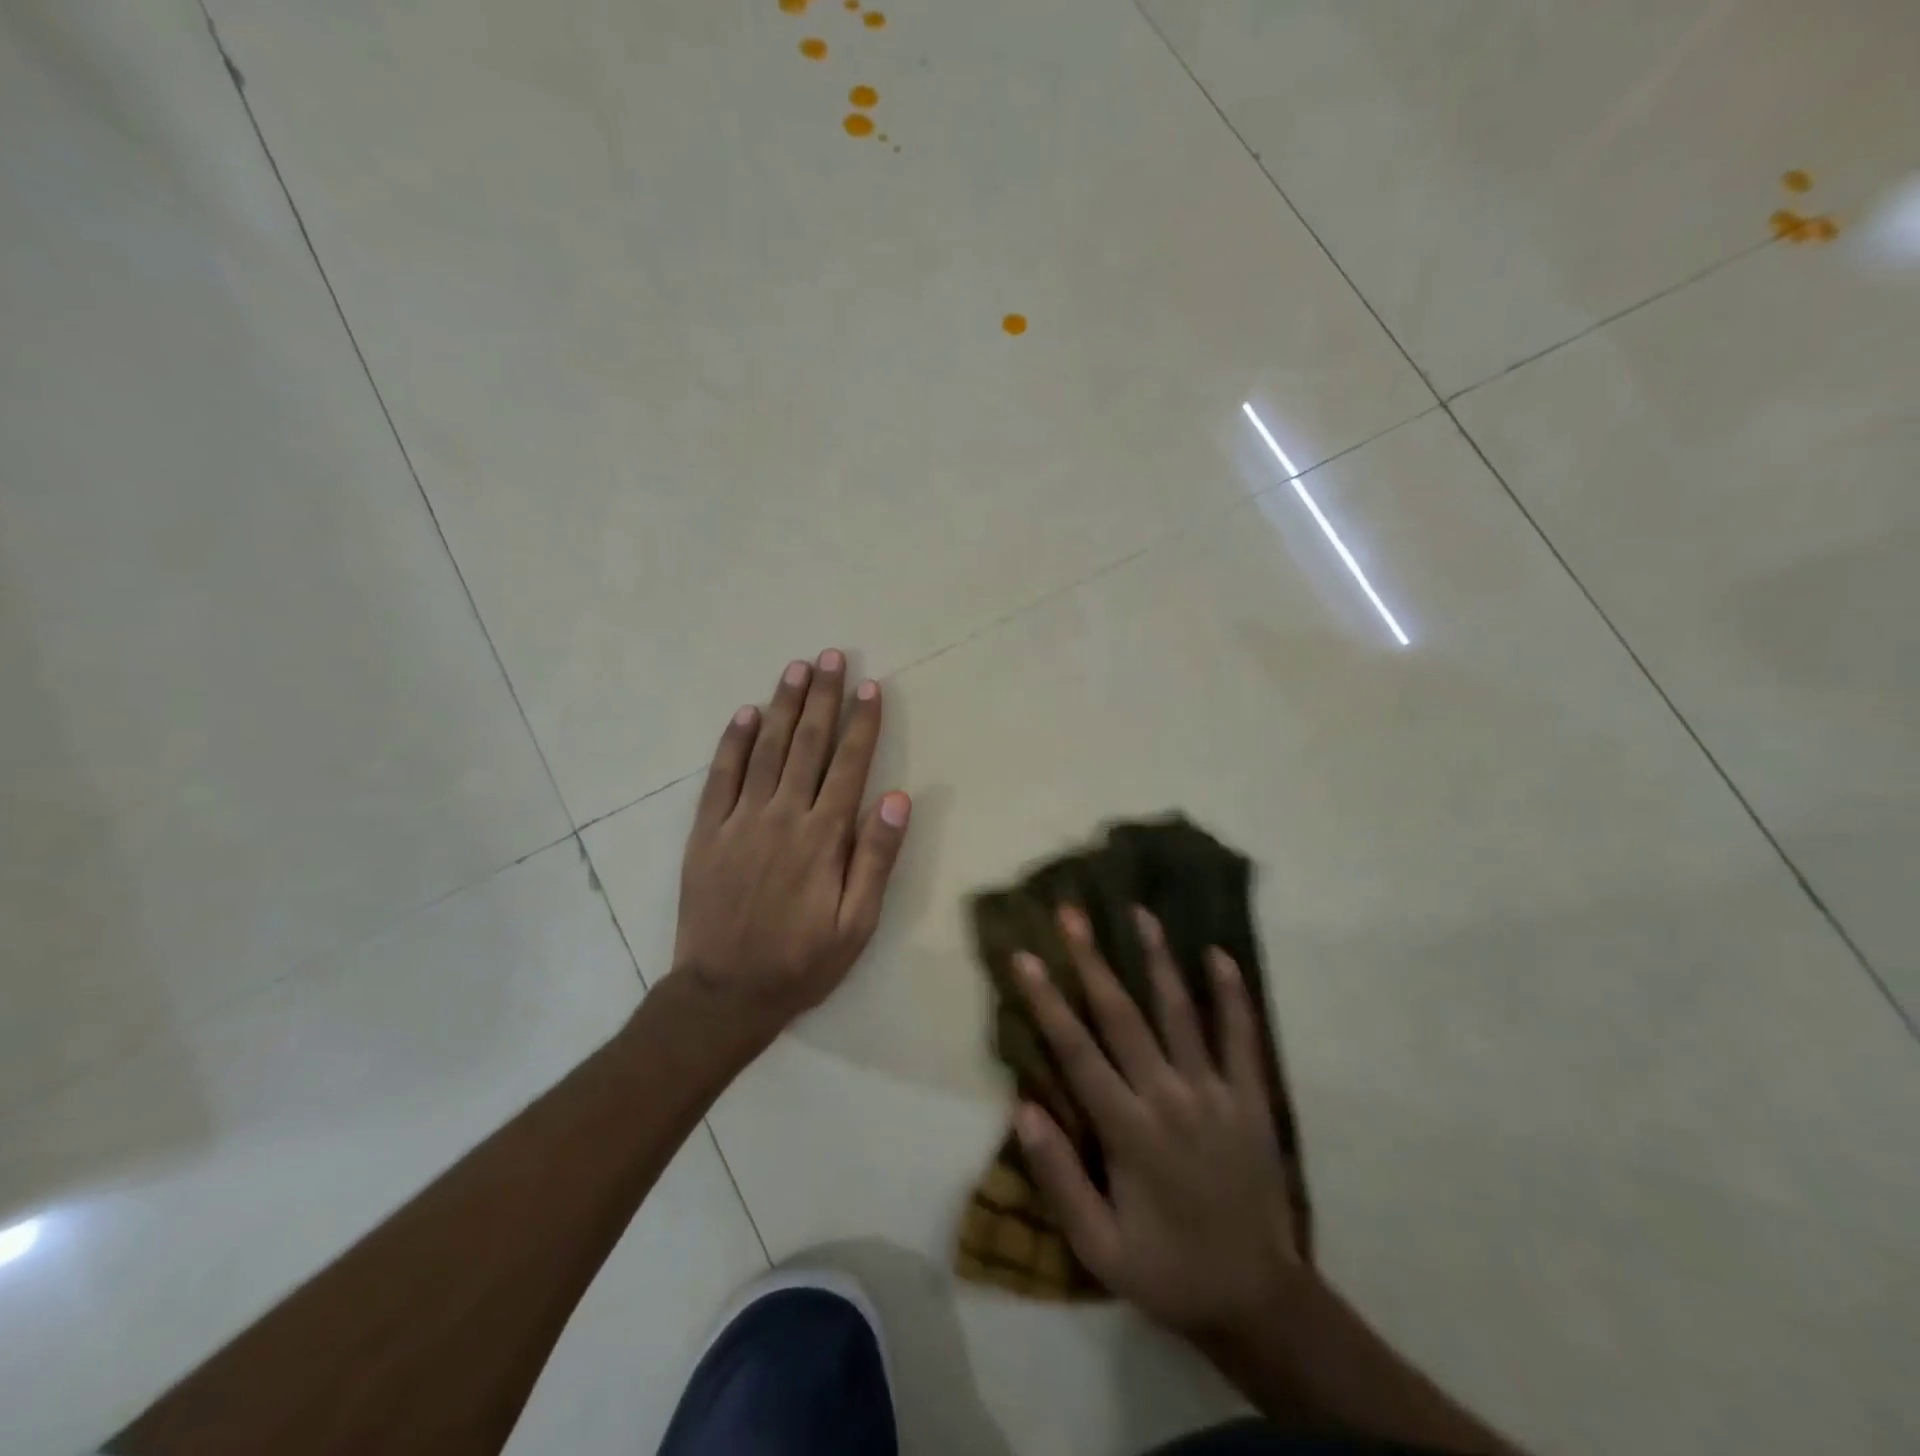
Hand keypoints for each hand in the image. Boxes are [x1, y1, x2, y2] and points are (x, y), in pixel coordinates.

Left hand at [673, 650, 910, 1030]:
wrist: (723, 994)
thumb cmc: (801, 962)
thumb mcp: (856, 924)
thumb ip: (876, 858)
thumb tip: (897, 796)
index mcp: (823, 837)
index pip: (849, 765)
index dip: (863, 724)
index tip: (871, 687)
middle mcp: (783, 816)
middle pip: (808, 745)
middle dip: (824, 698)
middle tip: (833, 657)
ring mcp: (740, 820)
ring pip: (767, 750)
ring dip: (784, 706)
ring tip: (797, 669)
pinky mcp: (707, 832)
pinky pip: (721, 776)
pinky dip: (733, 742)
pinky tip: (746, 713)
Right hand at [1013, 906, 1300, 1339]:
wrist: (1258, 1301)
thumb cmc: (1167, 1271)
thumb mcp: (1098, 1247)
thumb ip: (1059, 1178)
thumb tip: (1023, 1108)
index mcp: (1128, 1131)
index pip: (1077, 1051)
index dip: (1047, 1001)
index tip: (1024, 956)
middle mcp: (1169, 1097)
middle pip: (1123, 1016)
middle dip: (1093, 961)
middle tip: (1072, 913)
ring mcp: (1215, 1093)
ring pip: (1180, 1012)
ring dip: (1157, 959)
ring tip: (1139, 912)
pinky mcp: (1251, 1098)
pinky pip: (1242, 1037)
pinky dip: (1232, 995)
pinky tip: (1219, 955)